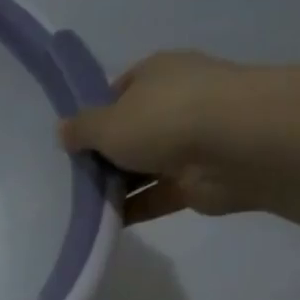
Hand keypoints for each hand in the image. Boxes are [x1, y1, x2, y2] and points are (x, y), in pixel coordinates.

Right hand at [60, 51, 254, 222]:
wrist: (237, 146)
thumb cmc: (165, 119)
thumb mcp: (106, 122)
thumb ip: (81, 130)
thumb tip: (63, 131)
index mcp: (157, 75)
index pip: (118, 92)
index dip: (94, 116)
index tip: (72, 142)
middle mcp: (176, 103)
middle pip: (130, 132)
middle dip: (103, 155)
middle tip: (69, 178)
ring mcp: (190, 143)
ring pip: (142, 167)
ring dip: (115, 186)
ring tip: (79, 206)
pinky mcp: (197, 181)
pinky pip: (155, 196)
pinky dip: (132, 209)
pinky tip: (103, 223)